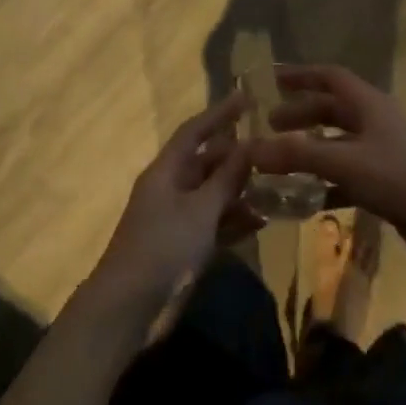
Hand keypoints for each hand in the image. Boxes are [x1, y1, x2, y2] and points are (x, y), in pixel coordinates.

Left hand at [88, 94, 262, 314]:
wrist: (129, 308)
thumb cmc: (163, 247)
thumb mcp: (200, 210)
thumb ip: (225, 179)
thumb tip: (248, 145)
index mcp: (166, 170)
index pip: (195, 131)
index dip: (219, 113)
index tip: (247, 96)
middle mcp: (171, 188)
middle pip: (206, 162)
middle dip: (236, 156)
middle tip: (272, 148)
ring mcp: (177, 219)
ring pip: (213, 195)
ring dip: (240, 191)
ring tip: (276, 185)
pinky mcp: (184, 247)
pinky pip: (214, 224)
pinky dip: (234, 221)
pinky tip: (262, 221)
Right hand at [250, 66, 405, 271]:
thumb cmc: (400, 179)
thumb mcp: (345, 163)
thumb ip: (298, 155)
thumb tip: (251, 148)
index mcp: (368, 104)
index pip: (330, 76)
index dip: (300, 74)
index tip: (271, 78)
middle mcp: (374, 121)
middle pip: (331, 109)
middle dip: (300, 114)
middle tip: (269, 126)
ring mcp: (382, 152)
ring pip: (337, 142)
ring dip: (310, 149)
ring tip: (280, 162)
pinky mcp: (386, 181)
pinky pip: (347, 174)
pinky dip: (325, 181)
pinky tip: (306, 199)